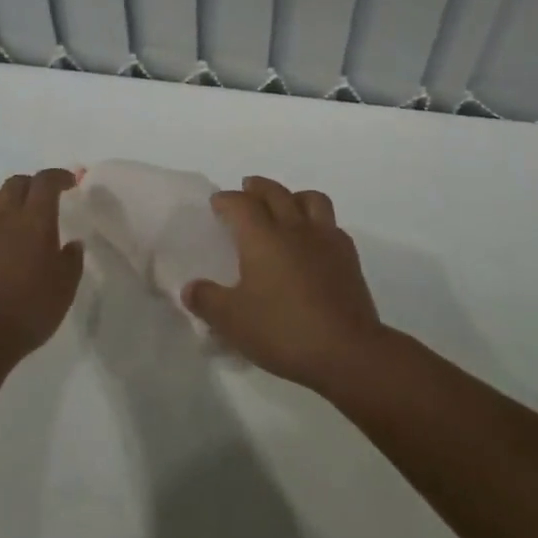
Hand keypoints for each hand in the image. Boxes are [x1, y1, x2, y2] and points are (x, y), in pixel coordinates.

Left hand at [0, 169, 83, 359]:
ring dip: (4, 200)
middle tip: (41, 198)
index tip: (69, 183)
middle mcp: (4, 216)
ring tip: (12, 216)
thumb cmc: (29, 309)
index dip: (59, 176)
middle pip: (15, 183)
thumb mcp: (65, 287)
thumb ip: (71, 260)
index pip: (46, 181)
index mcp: (35, 220)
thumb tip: (72, 244)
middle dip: (31, 184)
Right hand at [182, 176, 386, 392]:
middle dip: (257, 187)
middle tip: (247, 189)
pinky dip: (318, 223)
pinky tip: (314, 239)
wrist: (347, 350)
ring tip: (285, 206)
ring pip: (310, 199)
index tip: (217, 203)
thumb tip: (190, 288)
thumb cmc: (283, 330)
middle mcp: (294, 228)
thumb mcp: (232, 322)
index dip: (226, 200)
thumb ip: (207, 301)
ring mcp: (325, 238)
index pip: (241, 204)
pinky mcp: (348, 256)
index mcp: (262, 237)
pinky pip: (331, 224)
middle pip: (275, 192)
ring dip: (293, 196)